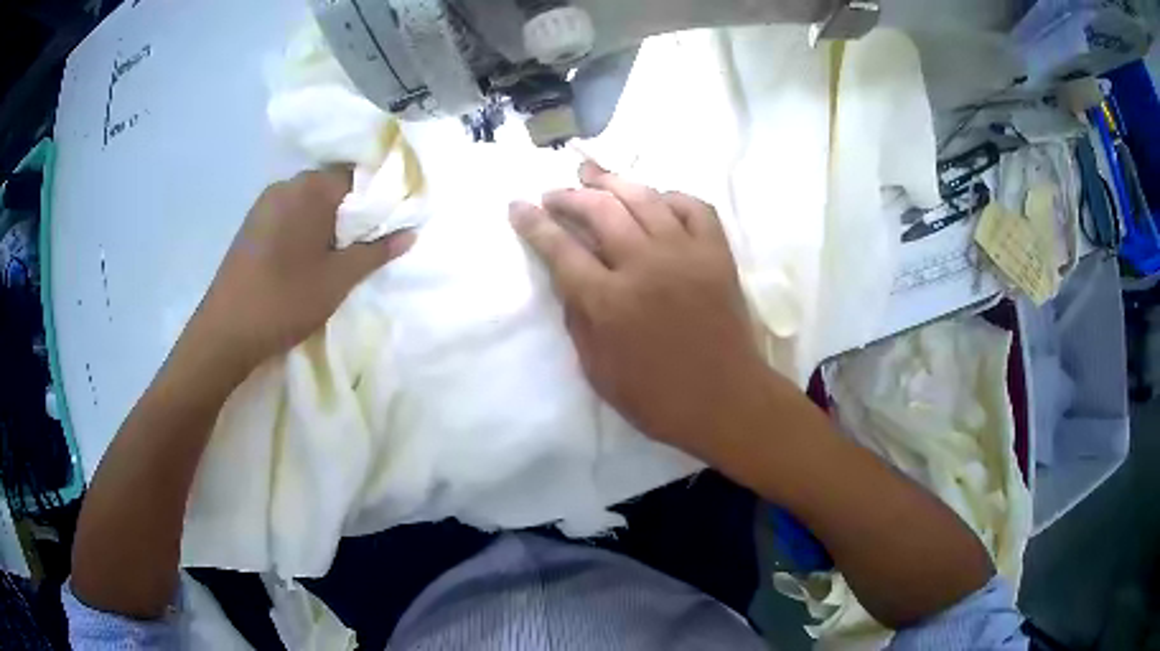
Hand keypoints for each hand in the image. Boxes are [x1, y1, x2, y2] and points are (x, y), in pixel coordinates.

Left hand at [194, 168, 415, 370]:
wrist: (225, 333)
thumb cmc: (286, 300)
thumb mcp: (338, 279)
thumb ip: (376, 252)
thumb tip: (410, 232)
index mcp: (310, 188)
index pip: (359, 177)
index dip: (380, 199)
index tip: (392, 224)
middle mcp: (286, 185)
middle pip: (333, 187)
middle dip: (354, 212)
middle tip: (368, 245)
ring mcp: (265, 204)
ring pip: (310, 203)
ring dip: (329, 223)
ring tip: (339, 256)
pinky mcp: (252, 224)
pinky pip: (289, 215)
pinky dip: (306, 229)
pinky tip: (309, 259)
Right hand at [510, 162, 769, 456]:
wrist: (725, 401)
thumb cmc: (656, 397)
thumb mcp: (597, 370)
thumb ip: (577, 318)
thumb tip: (567, 277)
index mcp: (609, 301)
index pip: (560, 248)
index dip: (534, 223)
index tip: (517, 205)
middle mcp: (645, 265)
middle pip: (599, 210)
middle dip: (568, 196)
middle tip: (554, 194)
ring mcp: (685, 254)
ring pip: (644, 197)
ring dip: (613, 182)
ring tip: (593, 176)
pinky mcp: (717, 254)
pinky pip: (694, 207)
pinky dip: (671, 196)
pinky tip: (656, 200)